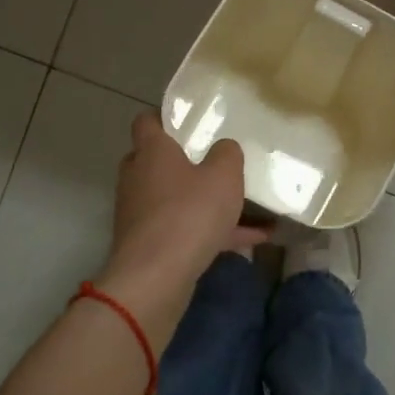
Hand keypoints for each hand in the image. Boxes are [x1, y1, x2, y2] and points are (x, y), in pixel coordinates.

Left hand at [95, 112, 266, 339]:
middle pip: (158, 162)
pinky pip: (185, 230)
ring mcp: (141, 214)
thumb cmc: (189, 213)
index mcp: (152, 151)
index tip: (190, 119)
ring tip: (250, 205)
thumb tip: (224, 148)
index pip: (147, 121)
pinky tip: (255, 238)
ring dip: (207, 202)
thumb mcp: (224, 175)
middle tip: (217, 160)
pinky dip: (214, 232)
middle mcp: (139, 178)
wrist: (156, 278)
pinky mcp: (149, 245)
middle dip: (186, 162)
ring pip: (176, 199)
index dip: (166, 117)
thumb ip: (228, 154)